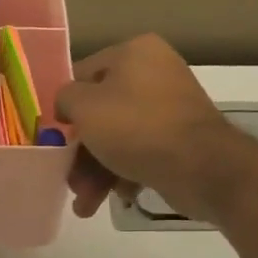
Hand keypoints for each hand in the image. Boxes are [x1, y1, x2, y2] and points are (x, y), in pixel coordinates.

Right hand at [54, 35, 254, 223]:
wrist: (201, 167)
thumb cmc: (135, 127)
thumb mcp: (84, 107)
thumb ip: (65, 98)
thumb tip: (69, 104)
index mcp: (134, 52)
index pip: (84, 75)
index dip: (66, 107)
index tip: (55, 137)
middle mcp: (155, 73)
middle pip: (101, 113)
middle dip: (82, 153)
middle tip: (70, 181)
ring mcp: (171, 108)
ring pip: (119, 138)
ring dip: (97, 172)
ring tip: (86, 205)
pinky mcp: (181, 139)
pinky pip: (142, 152)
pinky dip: (125, 174)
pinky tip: (119, 197)